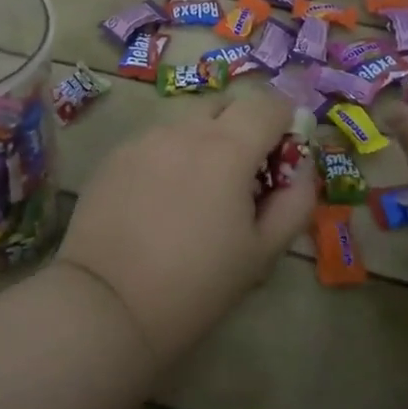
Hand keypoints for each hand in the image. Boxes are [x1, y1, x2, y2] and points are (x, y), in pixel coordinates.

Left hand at [60, 92, 315, 366]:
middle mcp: (183, 129)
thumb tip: (300, 166)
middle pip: (224, 104)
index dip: (283, 124)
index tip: (279, 160)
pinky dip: (170, 155)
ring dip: (203, 140)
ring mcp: (143, 138)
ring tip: (197, 191)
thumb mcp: (262, 252)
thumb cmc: (196, 284)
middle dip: (242, 127)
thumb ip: (294, 201)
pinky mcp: (114, 155)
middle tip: (241, 176)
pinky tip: (160, 200)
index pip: (268, 104)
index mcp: (227, 148)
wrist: (107, 304)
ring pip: (186, 121)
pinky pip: (155, 140)